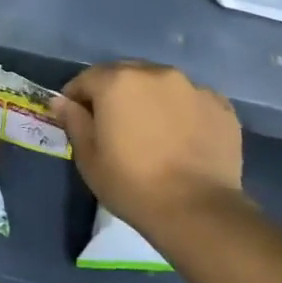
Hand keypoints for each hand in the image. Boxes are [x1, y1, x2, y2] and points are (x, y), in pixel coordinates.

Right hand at [54, 62, 243, 239]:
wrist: (197, 209)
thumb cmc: (132, 184)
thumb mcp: (89, 158)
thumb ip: (74, 121)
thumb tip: (61, 101)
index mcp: (118, 81)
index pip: (87, 78)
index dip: (77, 97)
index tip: (76, 117)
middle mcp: (156, 73)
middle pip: (126, 74)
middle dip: (115, 92)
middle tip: (114, 124)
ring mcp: (193, 87)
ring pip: (161, 84)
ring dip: (150, 99)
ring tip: (152, 130)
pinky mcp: (220, 105)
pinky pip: (191, 100)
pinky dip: (182, 111)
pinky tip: (182, 138)